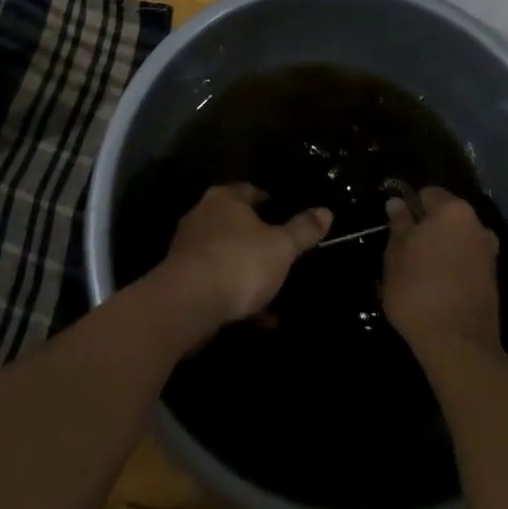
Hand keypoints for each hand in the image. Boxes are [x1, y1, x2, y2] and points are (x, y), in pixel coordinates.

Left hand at [155, 184, 331, 337]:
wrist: (187, 304)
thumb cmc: (238, 263)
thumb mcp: (281, 247)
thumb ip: (303, 230)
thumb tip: (326, 211)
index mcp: (225, 198)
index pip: (250, 191)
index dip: (268, 202)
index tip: (283, 214)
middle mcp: (203, 215)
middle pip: (235, 222)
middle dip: (257, 239)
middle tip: (279, 253)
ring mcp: (188, 247)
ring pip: (226, 254)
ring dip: (246, 271)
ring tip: (272, 291)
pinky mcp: (181, 278)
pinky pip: (215, 281)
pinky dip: (234, 295)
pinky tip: (256, 318)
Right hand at [382, 186, 502, 359]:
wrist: (459, 346)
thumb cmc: (419, 290)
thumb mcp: (396, 254)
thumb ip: (399, 224)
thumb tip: (397, 202)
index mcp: (453, 210)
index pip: (427, 194)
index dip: (409, 207)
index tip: (396, 229)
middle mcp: (477, 225)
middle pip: (445, 217)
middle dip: (427, 229)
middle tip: (404, 251)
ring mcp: (488, 254)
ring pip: (457, 240)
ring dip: (441, 249)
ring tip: (419, 273)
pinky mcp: (493, 281)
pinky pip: (466, 262)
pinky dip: (452, 268)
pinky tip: (436, 288)